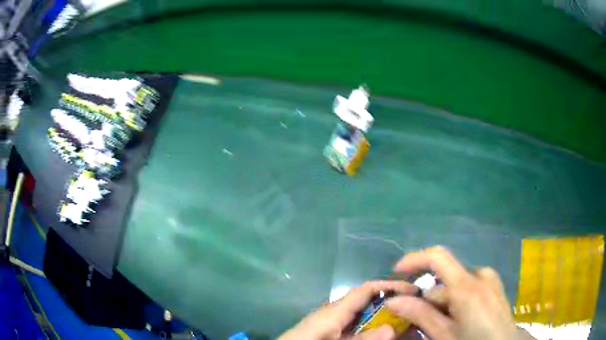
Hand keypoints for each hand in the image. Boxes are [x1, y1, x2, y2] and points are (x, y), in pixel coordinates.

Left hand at [279, 281, 416, 339]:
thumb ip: (361, 339)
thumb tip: (391, 328)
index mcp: (335, 309)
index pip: (366, 289)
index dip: (390, 285)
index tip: (412, 290)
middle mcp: (334, 310)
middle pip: (366, 299)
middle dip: (389, 301)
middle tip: (412, 309)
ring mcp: (330, 319)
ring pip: (361, 312)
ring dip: (380, 315)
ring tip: (400, 321)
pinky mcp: (327, 328)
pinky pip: (352, 322)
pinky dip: (368, 324)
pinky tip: (376, 332)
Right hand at [385, 246, 531, 339]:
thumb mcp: (444, 335)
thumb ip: (421, 315)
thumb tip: (393, 300)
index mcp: (467, 286)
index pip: (437, 257)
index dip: (414, 260)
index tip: (397, 273)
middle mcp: (479, 274)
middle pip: (444, 279)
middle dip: (428, 298)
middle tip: (419, 321)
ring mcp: (489, 279)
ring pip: (456, 284)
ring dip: (443, 301)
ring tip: (443, 324)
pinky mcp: (494, 285)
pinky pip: (469, 285)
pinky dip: (457, 299)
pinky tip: (460, 317)